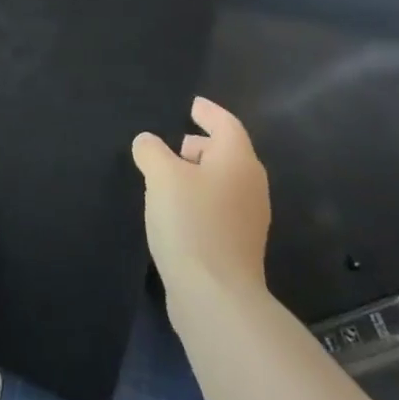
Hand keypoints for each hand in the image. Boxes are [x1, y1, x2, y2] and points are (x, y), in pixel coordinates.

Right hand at [132, 97, 271, 308]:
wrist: (216, 295)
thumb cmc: (191, 223)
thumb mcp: (162, 177)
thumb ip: (152, 151)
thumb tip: (148, 142)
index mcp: (238, 161)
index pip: (226, 124)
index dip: (209, 112)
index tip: (193, 104)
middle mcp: (250, 185)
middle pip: (229, 153)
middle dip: (203, 144)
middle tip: (176, 142)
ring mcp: (248, 218)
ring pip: (224, 182)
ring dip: (200, 173)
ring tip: (171, 176)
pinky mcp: (239, 245)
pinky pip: (220, 207)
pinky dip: (201, 198)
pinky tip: (178, 210)